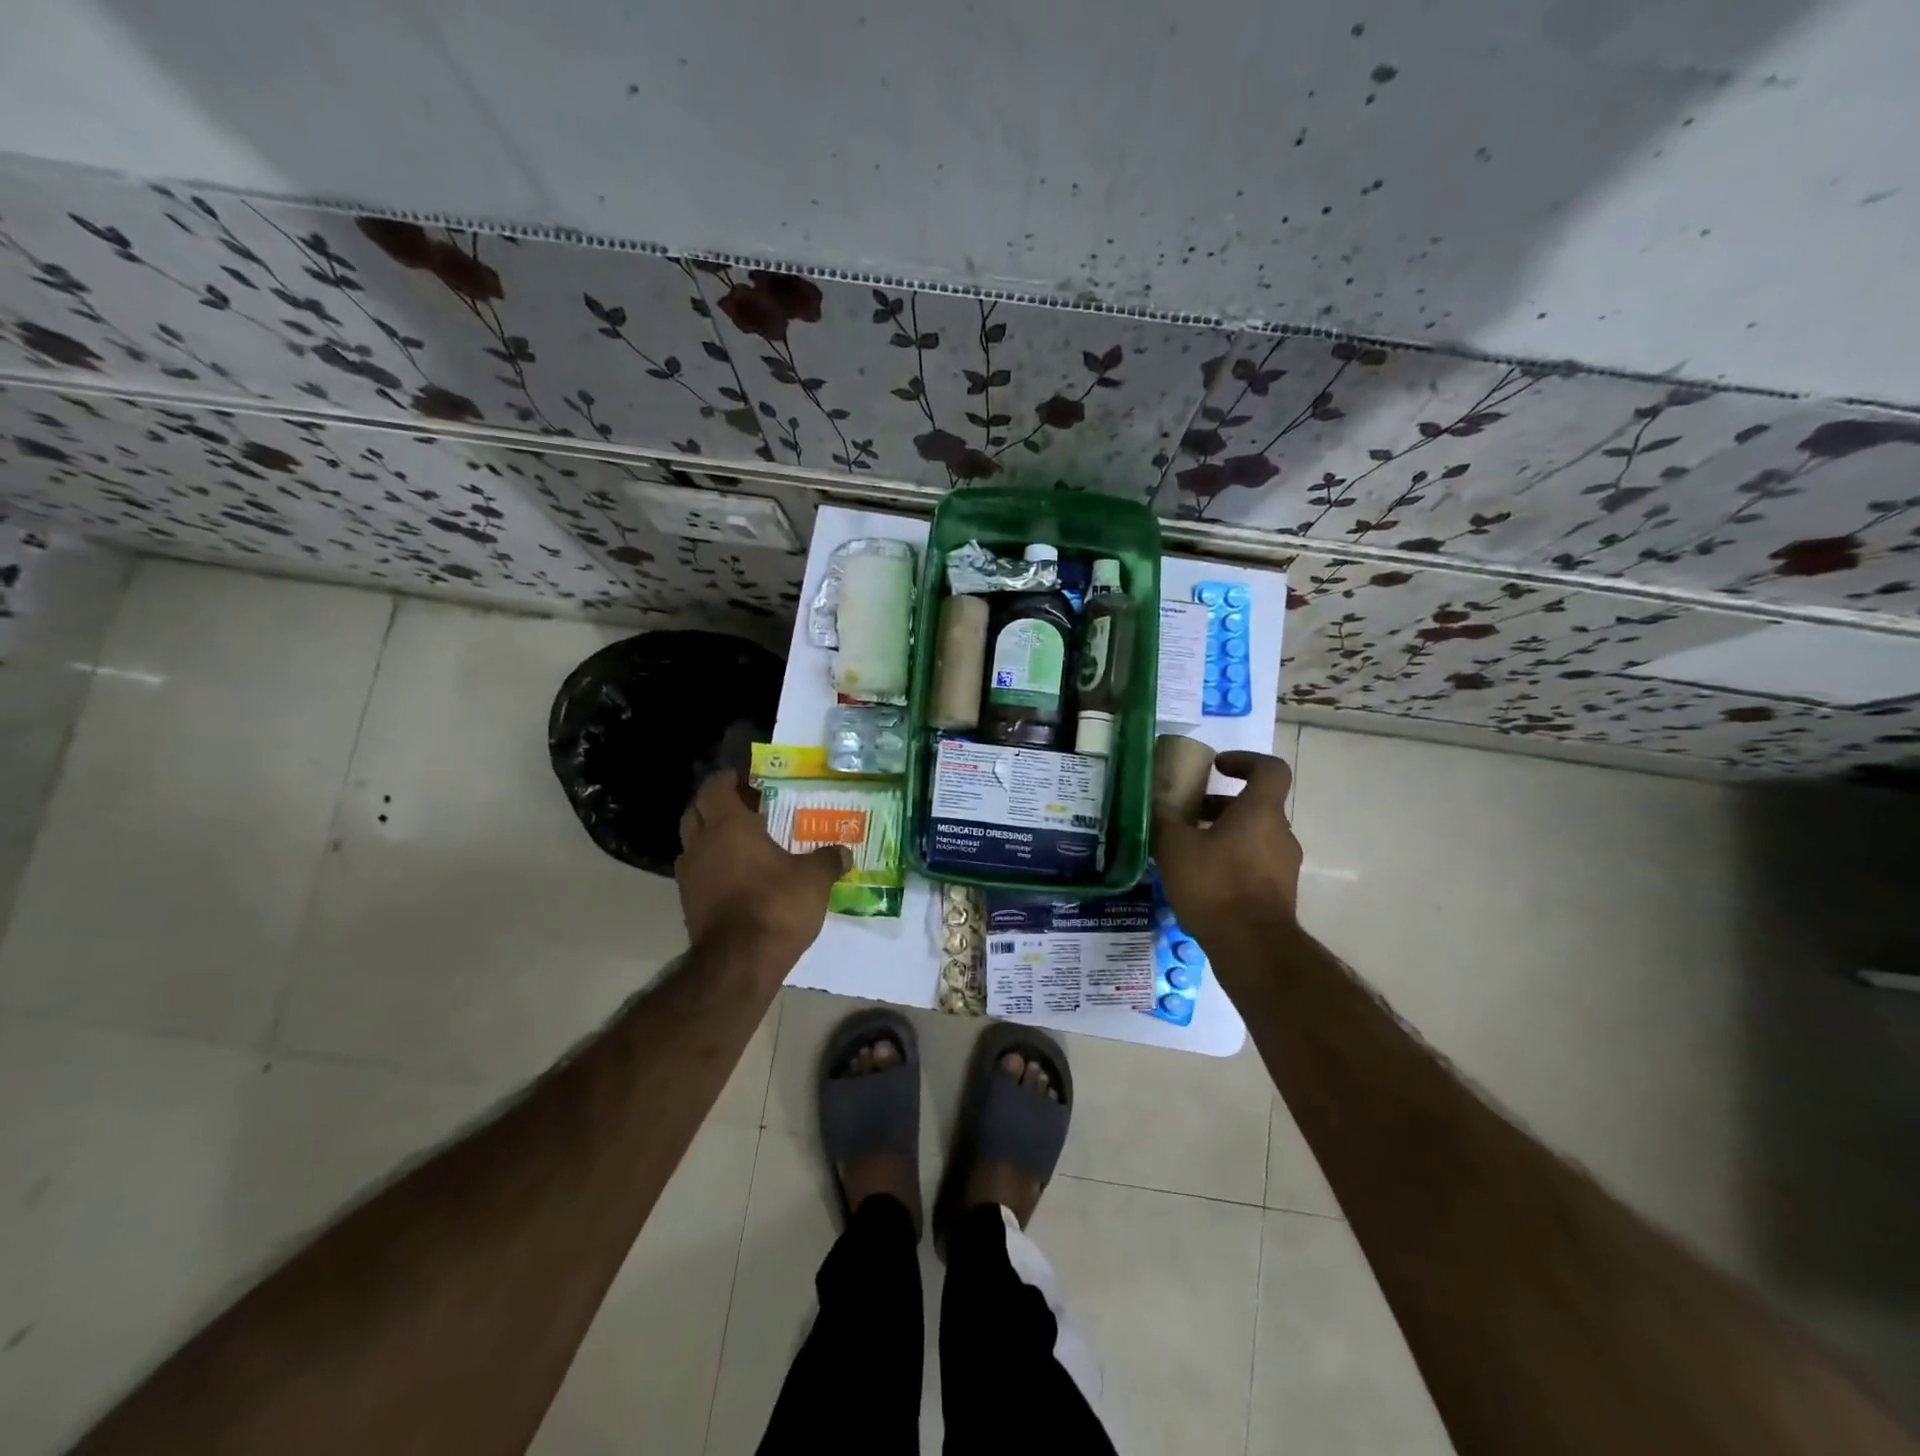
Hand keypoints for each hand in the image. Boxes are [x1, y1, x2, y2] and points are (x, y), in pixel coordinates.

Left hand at [675, 770, 849, 958]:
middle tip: (743, 808)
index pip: (713, 788)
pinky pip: (696, 873)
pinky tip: (736, 877)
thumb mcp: (814, 878)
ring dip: (709, 838)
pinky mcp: (688, 905)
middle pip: (695, 812)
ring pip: (692, 844)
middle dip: (714, 806)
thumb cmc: (776, 905)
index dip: (726, 780)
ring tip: (740, 843)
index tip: (743, 778)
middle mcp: (702, 845)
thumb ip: (828, 860)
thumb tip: (844, 852)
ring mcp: (690, 877)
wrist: (740, 962)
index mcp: (728, 825)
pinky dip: (711, 867)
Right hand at [1152, 750, 1302, 942]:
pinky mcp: (1279, 893)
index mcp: (1260, 812)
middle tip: (1188, 813)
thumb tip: (1152, 800)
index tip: (1217, 766)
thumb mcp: (1175, 846)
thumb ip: (1163, 818)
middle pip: (1255, 805)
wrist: (1251, 947)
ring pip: (1254, 836)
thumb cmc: (1215, 884)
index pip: (1270, 769)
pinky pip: (1254, 863)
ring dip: (1224, 834)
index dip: (1245, 760)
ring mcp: (1283, 866)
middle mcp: (1280, 833)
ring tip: (1187, 849)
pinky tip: (1200, 879)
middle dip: (1221, 805)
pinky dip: (1231, 860)